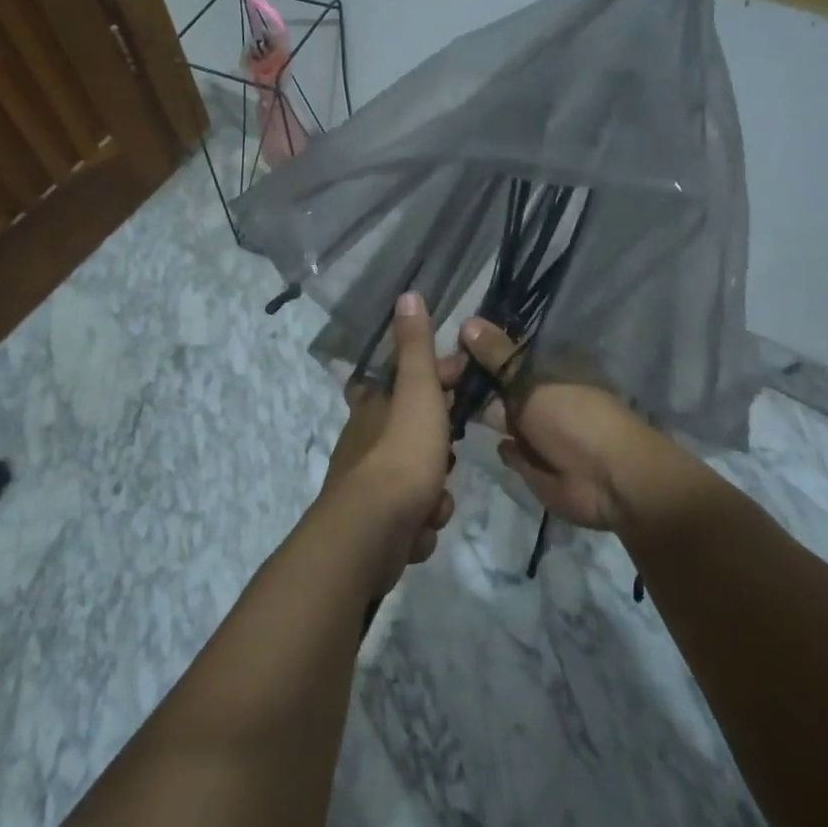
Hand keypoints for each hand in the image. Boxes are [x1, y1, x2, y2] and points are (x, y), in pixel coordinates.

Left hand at [323, 293, 456, 583]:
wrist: (372, 533)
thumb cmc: (401, 453)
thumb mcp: (416, 391)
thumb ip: (415, 347)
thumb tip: (407, 293)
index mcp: (373, 406)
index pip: (404, 380)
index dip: (436, 379)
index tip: (462, 385)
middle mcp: (365, 441)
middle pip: (413, 434)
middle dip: (439, 450)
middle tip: (450, 459)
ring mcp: (367, 485)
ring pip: (417, 480)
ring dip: (433, 494)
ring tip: (434, 501)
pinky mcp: (375, 525)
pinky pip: (411, 517)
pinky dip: (421, 523)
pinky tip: (421, 527)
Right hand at [454, 317, 685, 532]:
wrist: (607, 480)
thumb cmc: (572, 417)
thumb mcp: (530, 379)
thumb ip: (497, 355)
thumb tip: (468, 321)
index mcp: (546, 367)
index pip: (503, 351)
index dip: (475, 350)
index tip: (443, 351)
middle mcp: (538, 394)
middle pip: (497, 383)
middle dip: (468, 381)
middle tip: (432, 380)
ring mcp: (535, 429)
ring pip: (497, 415)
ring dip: (475, 412)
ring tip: (438, 406)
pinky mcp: (530, 462)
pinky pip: (505, 449)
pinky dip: (495, 445)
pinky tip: (470, 439)